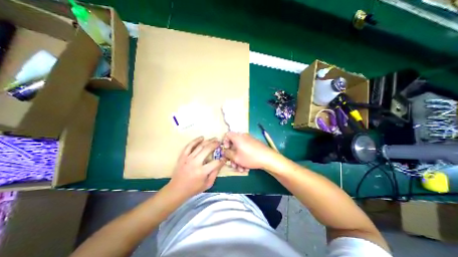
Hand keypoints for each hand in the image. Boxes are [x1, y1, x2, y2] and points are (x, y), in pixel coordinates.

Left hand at [168, 137, 224, 197]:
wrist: (176, 189)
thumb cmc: (193, 188)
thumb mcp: (208, 184)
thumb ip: (215, 173)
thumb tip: (221, 163)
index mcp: (202, 172)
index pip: (216, 162)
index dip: (222, 159)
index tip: (224, 156)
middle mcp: (195, 163)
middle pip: (207, 149)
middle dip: (215, 144)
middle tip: (220, 142)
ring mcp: (188, 158)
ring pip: (200, 146)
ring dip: (208, 141)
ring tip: (214, 138)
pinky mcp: (182, 156)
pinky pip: (189, 146)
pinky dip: (195, 140)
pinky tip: (201, 137)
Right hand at [221, 132, 274, 171]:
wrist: (268, 158)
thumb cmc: (250, 157)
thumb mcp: (236, 157)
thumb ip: (227, 154)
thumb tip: (225, 151)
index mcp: (237, 137)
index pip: (227, 135)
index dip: (224, 143)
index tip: (226, 151)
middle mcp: (243, 137)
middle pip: (233, 144)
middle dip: (232, 156)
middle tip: (233, 164)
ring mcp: (249, 141)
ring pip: (240, 149)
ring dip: (238, 159)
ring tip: (240, 169)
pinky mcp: (254, 145)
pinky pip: (245, 150)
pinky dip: (244, 157)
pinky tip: (246, 167)